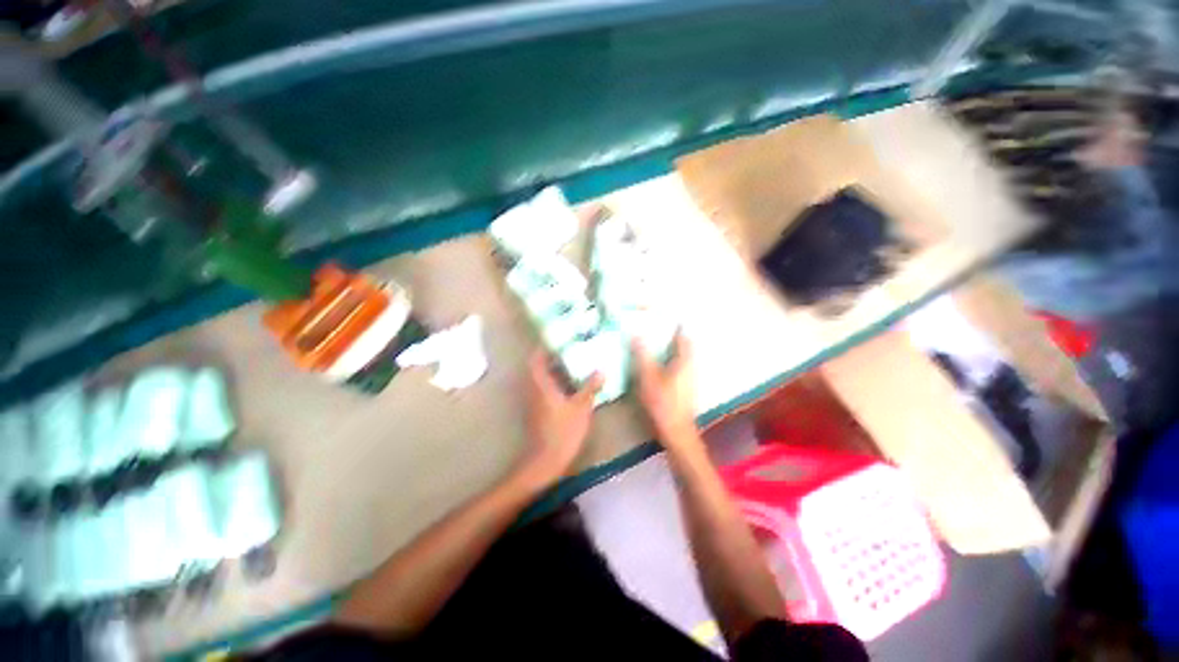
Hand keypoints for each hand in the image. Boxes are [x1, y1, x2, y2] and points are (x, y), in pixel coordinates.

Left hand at [515, 351, 602, 490]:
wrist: (546, 460)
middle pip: (538, 369)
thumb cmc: (562, 432)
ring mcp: (534, 404)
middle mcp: (533, 391)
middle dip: (552, 359)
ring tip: (575, 367)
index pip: (536, 359)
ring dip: (554, 373)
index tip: (559, 340)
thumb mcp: (581, 408)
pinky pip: (544, 393)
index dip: (545, 348)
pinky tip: (572, 390)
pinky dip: (555, 386)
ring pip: (541, 382)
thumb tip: (601, 370)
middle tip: (571, 351)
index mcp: (540, 385)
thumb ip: (590, 388)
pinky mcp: (538, 414)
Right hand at [633, 334, 700, 452]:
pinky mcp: (685, 389)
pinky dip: (666, 363)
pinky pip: (676, 368)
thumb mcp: (648, 378)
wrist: (676, 433)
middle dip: (667, 336)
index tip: (656, 317)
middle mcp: (691, 365)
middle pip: (681, 344)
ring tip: (647, 346)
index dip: (671, 324)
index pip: (682, 334)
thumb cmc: (663, 404)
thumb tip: (636, 333)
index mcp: (685, 359)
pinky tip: (652, 367)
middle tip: (649, 330)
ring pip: (679, 357)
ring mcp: (689, 378)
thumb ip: (642, 355)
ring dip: (666, 350)